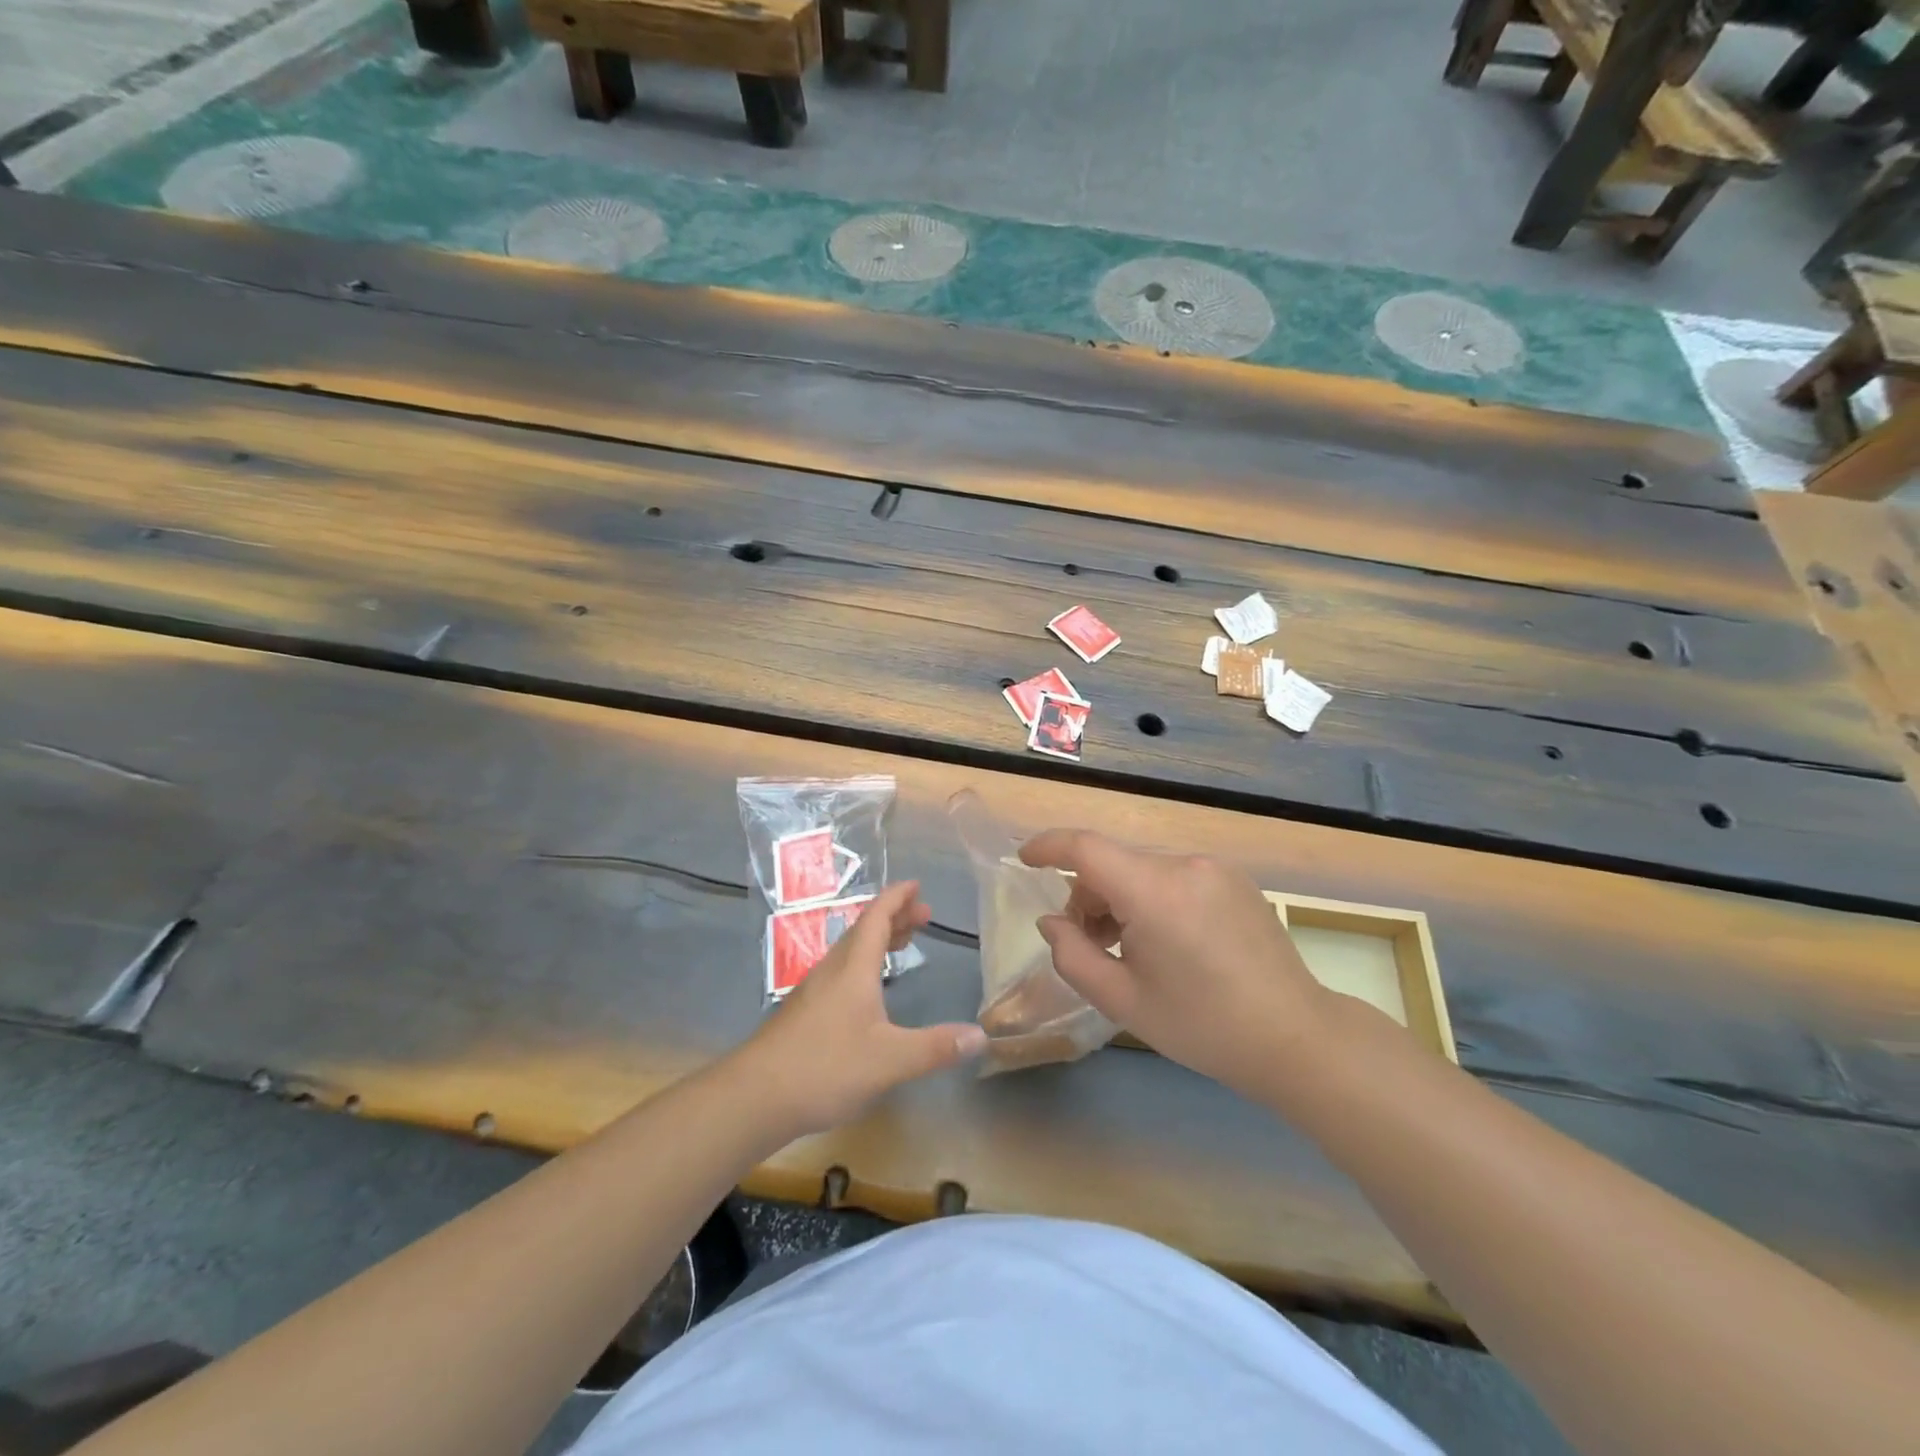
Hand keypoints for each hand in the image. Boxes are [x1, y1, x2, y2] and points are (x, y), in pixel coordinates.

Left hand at [738, 881, 987, 1135]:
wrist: (754, 1096)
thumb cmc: (825, 1067)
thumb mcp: (889, 1061)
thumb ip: (935, 1047)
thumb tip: (981, 1036)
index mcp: (853, 968)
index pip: (877, 917)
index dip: (897, 898)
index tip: (916, 885)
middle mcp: (832, 970)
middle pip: (864, 929)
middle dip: (894, 917)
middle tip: (923, 915)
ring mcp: (813, 990)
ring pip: (850, 951)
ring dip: (878, 939)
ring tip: (902, 942)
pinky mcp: (804, 1012)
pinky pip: (841, 971)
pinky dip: (864, 963)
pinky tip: (868, 990)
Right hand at [1019, 830, 1327, 1091]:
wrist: (1296, 1038)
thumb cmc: (1202, 1026)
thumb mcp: (1123, 1000)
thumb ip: (1073, 955)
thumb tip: (1052, 922)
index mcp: (1154, 891)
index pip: (1085, 848)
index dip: (1048, 846)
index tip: (1024, 860)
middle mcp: (1184, 864)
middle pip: (1114, 863)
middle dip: (1087, 895)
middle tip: (1087, 943)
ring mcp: (1214, 869)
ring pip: (1143, 870)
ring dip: (1121, 898)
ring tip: (1129, 949)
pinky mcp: (1235, 879)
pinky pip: (1174, 876)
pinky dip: (1153, 897)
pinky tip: (1167, 943)